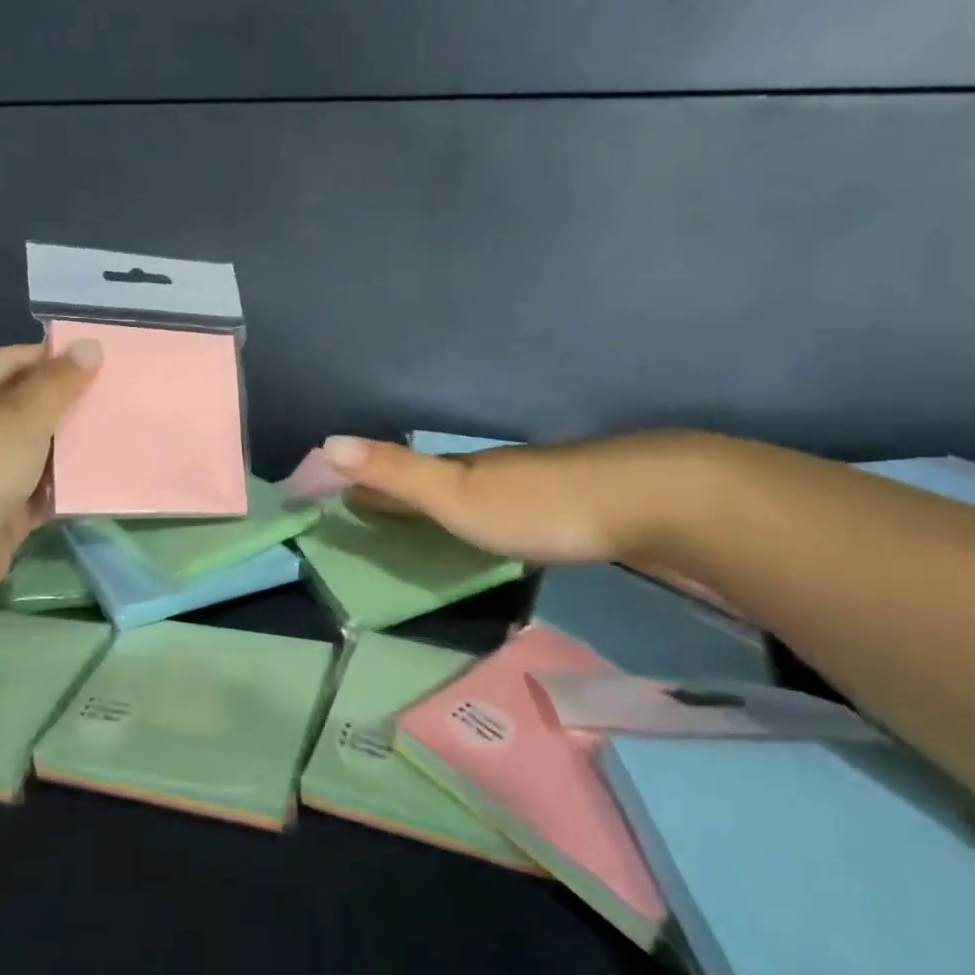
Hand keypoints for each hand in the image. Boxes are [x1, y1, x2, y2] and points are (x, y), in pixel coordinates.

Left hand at [0, 339, 101, 626]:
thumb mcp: (18, 416)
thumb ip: (59, 384)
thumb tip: (90, 345)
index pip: (16, 361)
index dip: (60, 359)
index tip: (110, 362)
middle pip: (30, 408)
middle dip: (74, 406)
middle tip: (128, 399)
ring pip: (40, 453)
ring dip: (77, 449)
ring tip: (131, 435)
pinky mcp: (2, 514)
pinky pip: (43, 493)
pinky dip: (71, 489)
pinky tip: (111, 479)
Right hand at [318, 431, 713, 566]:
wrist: (647, 502)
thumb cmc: (538, 504)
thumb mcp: (457, 494)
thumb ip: (397, 473)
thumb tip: (326, 442)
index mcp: (463, 470)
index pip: (403, 474)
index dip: (369, 483)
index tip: (338, 494)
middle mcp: (494, 473)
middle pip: (437, 481)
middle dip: (402, 493)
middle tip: (371, 510)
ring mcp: (536, 488)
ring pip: (477, 494)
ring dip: (445, 506)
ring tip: (423, 525)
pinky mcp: (572, 509)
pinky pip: (511, 512)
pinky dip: (487, 520)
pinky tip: (496, 532)